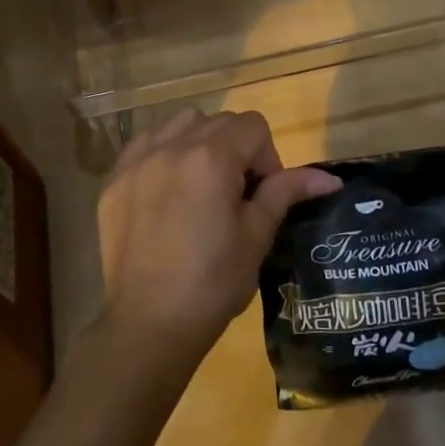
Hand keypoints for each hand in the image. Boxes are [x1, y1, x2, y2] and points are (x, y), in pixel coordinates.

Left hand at [97, 108, 340, 369]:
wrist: (151, 324)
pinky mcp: (115, 180)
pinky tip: (167, 190)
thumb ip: (287, 192)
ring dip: (199, 142)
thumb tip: (330, 178)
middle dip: (236, 148)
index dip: (267, 157)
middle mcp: (171, 146)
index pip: (253, 126)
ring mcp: (137, 161)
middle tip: (236, 195)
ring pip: (180, 123)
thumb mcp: (257, 235)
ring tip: (201, 185)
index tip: (262, 195)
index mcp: (211, 158)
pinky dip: (163, 153)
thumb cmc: (214, 282)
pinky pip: (145, 144)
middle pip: (218, 121)